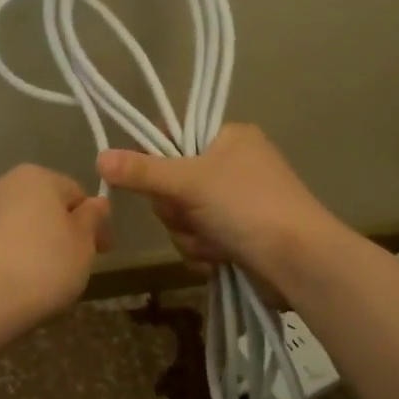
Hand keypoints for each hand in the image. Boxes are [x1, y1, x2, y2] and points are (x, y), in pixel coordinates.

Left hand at [0, 165, 111, 328]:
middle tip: (75, 267)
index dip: (94, 223)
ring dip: (35, 244)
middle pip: (45, 206)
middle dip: (62, 232)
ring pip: (19, 225)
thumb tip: (96, 203)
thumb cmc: (42, 268)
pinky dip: (10, 257)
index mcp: (36, 176)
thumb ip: (93, 219)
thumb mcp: (83, 244)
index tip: (102, 252)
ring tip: (43, 280)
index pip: (76, 193)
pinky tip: (15, 284)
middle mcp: (3, 184)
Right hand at [97, 124, 335, 288]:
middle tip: (192, 213)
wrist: (299, 262)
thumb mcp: (190, 182)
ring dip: (190, 234)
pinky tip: (221, 257)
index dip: (156, 159)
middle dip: (176, 209)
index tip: (152, 178)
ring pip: (182, 217)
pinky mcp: (237, 235)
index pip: (174, 136)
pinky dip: (204, 250)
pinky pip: (198, 239)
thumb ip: (143, 171)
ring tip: (215, 241)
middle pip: (171, 183)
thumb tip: (99, 157)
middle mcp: (232, 165)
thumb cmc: (247, 207)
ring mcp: (235, 203)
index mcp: (229, 137)